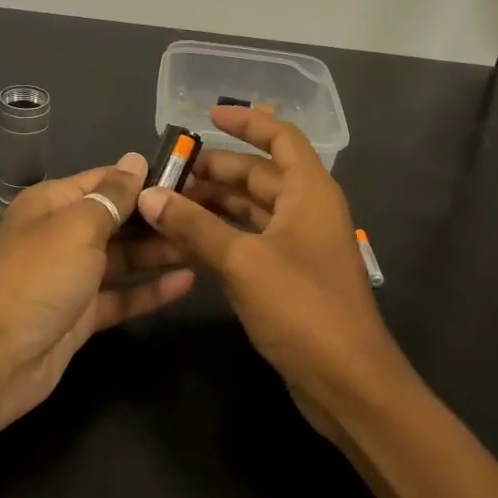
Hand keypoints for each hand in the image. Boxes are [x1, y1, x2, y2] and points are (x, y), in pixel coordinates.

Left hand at [0, 153, 194, 437]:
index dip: (146, 179)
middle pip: (118, 219)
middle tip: (210, 214)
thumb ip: (112, 196)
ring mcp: (72, 277)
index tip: (193, 178)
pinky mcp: (82, 315)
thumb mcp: (77, 228)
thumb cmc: (36, 279)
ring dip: (160, 252)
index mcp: (53, 204)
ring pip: (124, 258)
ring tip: (206, 245)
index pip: (106, 180)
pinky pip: (122, 295)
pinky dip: (151, 289)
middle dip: (158, 217)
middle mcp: (62, 235)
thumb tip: (135, 159)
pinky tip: (187, 282)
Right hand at [135, 106, 414, 430]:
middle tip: (165, 174)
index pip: (280, 137)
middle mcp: (307, 210)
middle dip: (214, 171)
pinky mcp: (287, 276)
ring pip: (251, 210)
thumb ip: (194, 226)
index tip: (206, 116)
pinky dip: (219, 235)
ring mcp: (298, 245)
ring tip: (166, 204)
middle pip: (258, 175)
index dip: (246, 122)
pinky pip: (249, 240)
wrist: (347, 381)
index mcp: (310, 191)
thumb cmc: (302, 308)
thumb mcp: (243, 261)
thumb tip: (149, 195)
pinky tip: (185, 240)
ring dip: (213, 205)